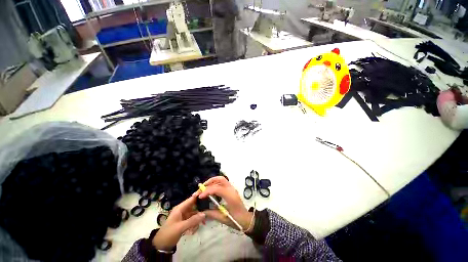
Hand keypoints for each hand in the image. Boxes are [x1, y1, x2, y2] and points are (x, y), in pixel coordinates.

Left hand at [152, 195, 205, 250]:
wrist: (161, 246)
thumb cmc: (169, 233)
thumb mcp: (181, 227)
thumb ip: (193, 220)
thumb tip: (204, 214)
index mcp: (180, 208)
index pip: (191, 199)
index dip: (199, 196)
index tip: (208, 195)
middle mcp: (182, 210)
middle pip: (194, 206)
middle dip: (200, 210)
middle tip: (207, 213)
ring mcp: (183, 216)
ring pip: (194, 213)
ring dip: (198, 218)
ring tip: (203, 223)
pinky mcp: (184, 221)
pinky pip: (192, 219)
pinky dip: (195, 223)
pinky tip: (196, 228)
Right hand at [194, 176, 253, 232]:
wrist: (246, 219)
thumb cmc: (236, 220)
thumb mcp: (223, 218)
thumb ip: (211, 214)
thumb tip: (201, 211)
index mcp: (230, 196)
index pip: (217, 188)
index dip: (207, 191)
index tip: (200, 196)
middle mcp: (231, 189)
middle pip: (220, 179)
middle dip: (210, 181)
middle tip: (202, 187)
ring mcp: (232, 188)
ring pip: (222, 180)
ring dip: (212, 181)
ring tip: (204, 188)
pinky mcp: (231, 190)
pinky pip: (223, 183)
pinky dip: (215, 184)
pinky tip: (211, 190)